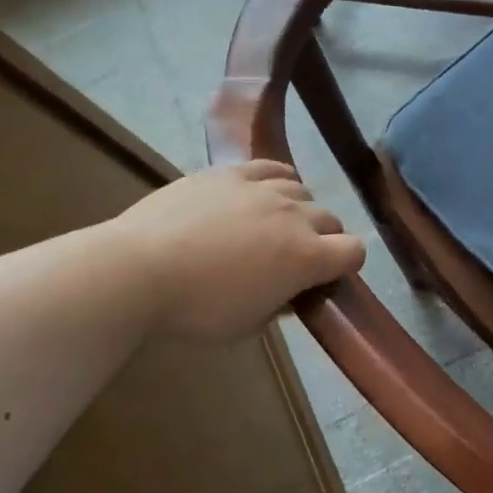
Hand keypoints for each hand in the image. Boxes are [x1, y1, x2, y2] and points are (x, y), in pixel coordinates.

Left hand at [113, 162, 365, 341]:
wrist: (138, 269)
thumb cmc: (196, 309)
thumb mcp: (247, 325)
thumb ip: (278, 306)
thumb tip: (289, 292)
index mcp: (306, 257)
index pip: (354, 251)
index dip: (346, 265)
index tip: (325, 278)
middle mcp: (294, 216)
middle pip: (331, 218)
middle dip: (323, 239)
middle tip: (294, 258)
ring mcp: (262, 188)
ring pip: (302, 190)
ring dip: (298, 209)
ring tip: (273, 224)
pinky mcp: (231, 172)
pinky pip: (271, 167)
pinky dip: (277, 180)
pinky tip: (264, 192)